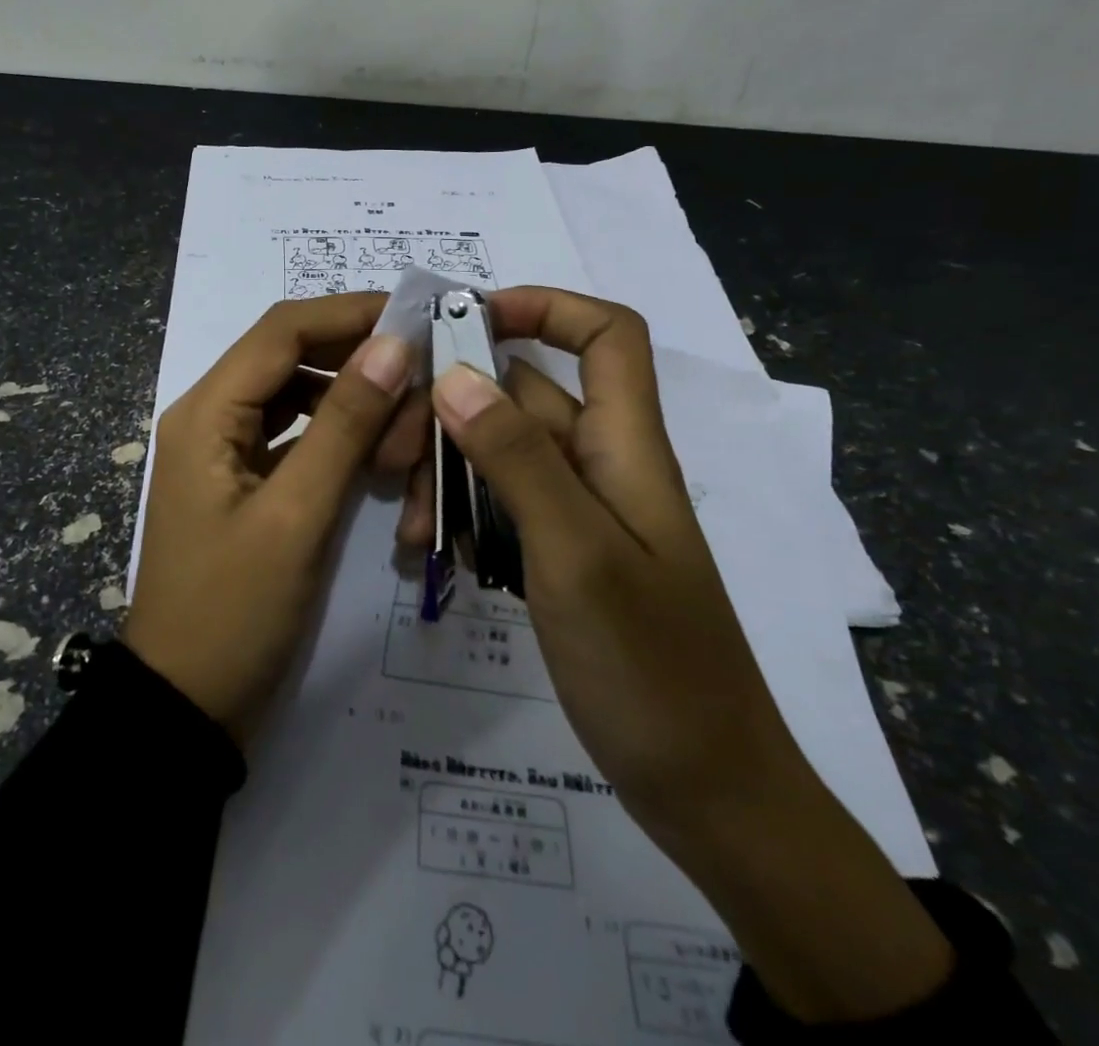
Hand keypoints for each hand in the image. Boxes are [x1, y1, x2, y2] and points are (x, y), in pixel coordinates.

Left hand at [125, 294, 415, 746]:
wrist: (185, 707)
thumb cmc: (234, 613)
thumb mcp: (296, 515)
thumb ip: (345, 424)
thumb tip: (392, 344)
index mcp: (207, 412)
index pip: (282, 331)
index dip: (349, 313)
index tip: (416, 316)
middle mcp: (211, 416)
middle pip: (290, 358)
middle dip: (357, 363)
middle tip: (420, 385)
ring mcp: (225, 451)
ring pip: (298, 397)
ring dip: (352, 404)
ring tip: (403, 432)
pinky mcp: (244, 482)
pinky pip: (297, 438)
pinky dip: (338, 438)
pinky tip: (377, 458)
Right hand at [429, 287, 953, 1023]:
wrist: (707, 792)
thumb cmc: (651, 668)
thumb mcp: (576, 554)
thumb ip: (516, 459)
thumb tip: (455, 373)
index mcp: (625, 446)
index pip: (606, 335)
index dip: (546, 307)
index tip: (468, 320)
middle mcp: (602, 465)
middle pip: (524, 397)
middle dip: (454, 411)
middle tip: (391, 455)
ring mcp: (580, 513)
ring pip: (501, 455)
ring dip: (448, 474)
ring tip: (412, 531)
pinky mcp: (560, 555)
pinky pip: (500, 507)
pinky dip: (461, 517)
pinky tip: (431, 555)